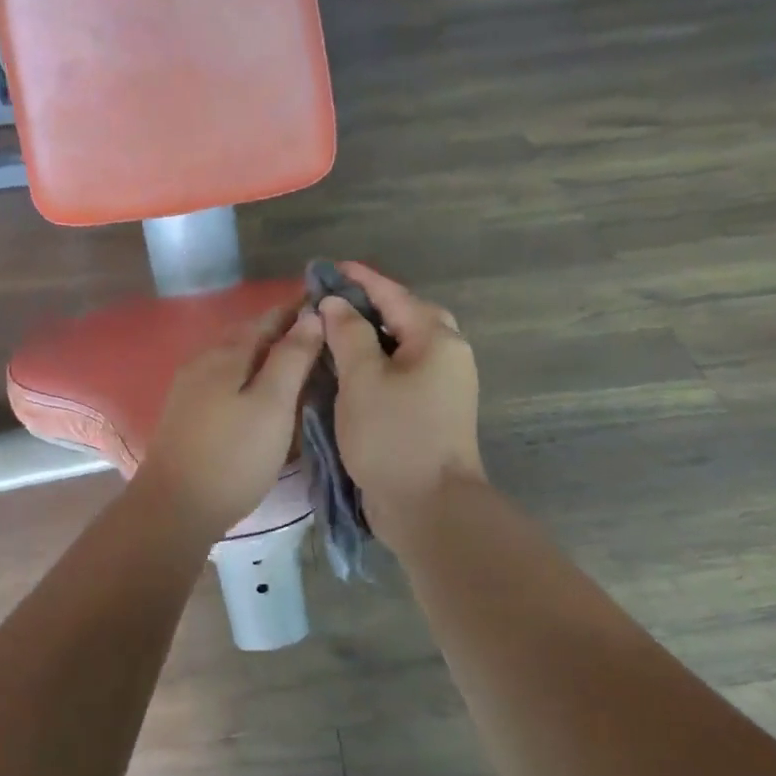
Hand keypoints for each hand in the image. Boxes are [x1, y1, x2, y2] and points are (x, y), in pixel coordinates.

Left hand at [135, 305, 324, 539]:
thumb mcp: (272, 405)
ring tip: (297, 363)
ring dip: (265, 354)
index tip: (328, 305)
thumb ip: (292, 358)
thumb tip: (311, 315)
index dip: (297, 309)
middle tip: (319, 336)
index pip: (268, 317)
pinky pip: (225, 380)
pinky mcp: (186, 413)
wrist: (174, 508)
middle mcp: (204, 361)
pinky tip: (262, 393)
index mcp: (227, 353)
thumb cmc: (233, 456)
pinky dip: (249, 376)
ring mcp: (190, 388)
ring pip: (235, 358)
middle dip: (282, 330)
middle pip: (248, 335)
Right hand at [317, 264, 483, 550]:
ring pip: (404, 348)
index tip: (328, 267)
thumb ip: (348, 333)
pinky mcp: (432, 412)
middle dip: (369, 306)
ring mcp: (443, 387)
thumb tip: (336, 303)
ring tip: (333, 332)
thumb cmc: (394, 437)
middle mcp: (448, 356)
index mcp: (437, 340)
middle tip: (331, 303)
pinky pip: (402, 373)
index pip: (394, 295)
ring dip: (370, 337)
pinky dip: (376, 365)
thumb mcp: (363, 379)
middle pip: (406, 318)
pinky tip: (348, 371)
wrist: (429, 507)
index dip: (360, 279)